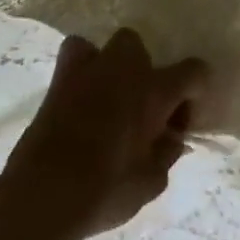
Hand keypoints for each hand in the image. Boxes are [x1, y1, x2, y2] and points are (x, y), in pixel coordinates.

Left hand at [0, 27, 208, 239]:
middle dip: (147, 74)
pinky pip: (77, 54)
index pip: (195, 71)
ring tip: (111, 95)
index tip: (181, 122)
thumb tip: (171, 139)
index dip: (196, 92)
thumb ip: (166, 155)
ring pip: (112, 45)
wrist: (43, 194)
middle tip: (143, 110)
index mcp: (156, 91)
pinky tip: (82, 93)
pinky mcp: (60, 79)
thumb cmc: (105, 189)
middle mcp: (127, 69)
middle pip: (145, 50)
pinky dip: (83, 66)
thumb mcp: (151, 183)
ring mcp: (91, 68)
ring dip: (116, 65)